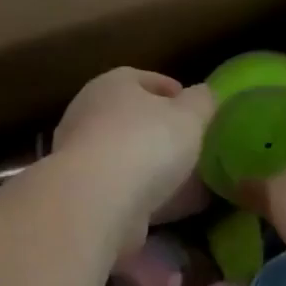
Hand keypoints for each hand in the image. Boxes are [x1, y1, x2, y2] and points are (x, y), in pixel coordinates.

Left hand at [53, 68, 214, 247]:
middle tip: (193, 145)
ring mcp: (81, 156)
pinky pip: (124, 188)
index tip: (196, 109)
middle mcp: (89, 115)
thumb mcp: (190, 115)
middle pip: (132, 118)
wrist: (97, 202)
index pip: (143, 79)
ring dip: (154, 167)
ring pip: (127, 156)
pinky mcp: (83, 193)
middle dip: (162, 131)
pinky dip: (147, 194)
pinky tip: (173, 206)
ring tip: (189, 180)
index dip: (173, 91)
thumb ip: (202, 102)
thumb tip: (204, 94)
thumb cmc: (146, 143)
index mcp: (112, 84)